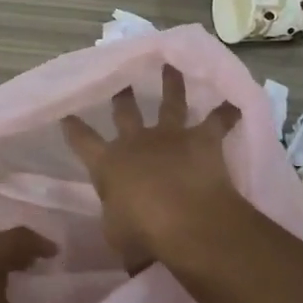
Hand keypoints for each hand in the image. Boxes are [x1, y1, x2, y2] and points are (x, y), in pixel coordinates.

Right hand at [62, 65, 243, 271]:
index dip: (73, 128)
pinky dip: (227, 114)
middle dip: (122, 97)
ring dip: (171, 84)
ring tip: (171, 66)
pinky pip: (217, 122)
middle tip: (120, 81)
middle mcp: (136, 142)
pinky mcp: (202, 140)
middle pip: (125, 113)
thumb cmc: (143, 234)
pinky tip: (235, 104)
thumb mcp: (118, 237)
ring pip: (170, 103)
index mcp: (108, 164)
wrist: (186, 220)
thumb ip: (118, 224)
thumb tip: (123, 229)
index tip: (66, 113)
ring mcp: (170, 136)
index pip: (83, 142)